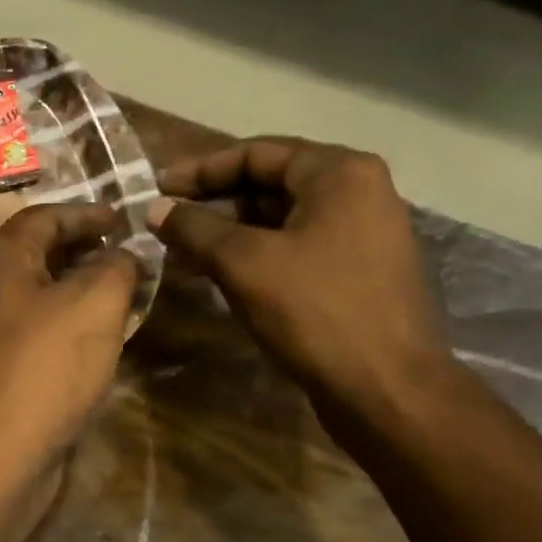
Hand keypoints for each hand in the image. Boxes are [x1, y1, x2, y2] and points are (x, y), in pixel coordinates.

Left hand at [0, 203, 139, 474]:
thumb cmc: (47, 366)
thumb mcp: (96, 303)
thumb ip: (117, 266)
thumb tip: (124, 256)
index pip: (45, 216)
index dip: (88, 213)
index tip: (125, 220)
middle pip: (37, 253)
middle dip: (84, 250)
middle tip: (127, 255)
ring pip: (38, 295)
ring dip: (79, 289)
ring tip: (122, 294)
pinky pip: (36, 330)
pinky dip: (67, 323)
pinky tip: (97, 338)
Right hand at [147, 138, 450, 427]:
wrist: (386, 389)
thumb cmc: (316, 312)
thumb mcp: (245, 263)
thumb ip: (195, 229)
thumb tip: (155, 209)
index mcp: (339, 173)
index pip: (256, 153)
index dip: (200, 170)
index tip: (157, 190)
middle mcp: (357, 193)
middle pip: (270, 184)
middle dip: (214, 203)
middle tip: (166, 224)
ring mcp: (361, 235)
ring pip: (281, 221)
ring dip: (230, 233)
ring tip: (182, 252)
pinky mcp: (356, 274)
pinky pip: (295, 250)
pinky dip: (255, 256)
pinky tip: (219, 276)